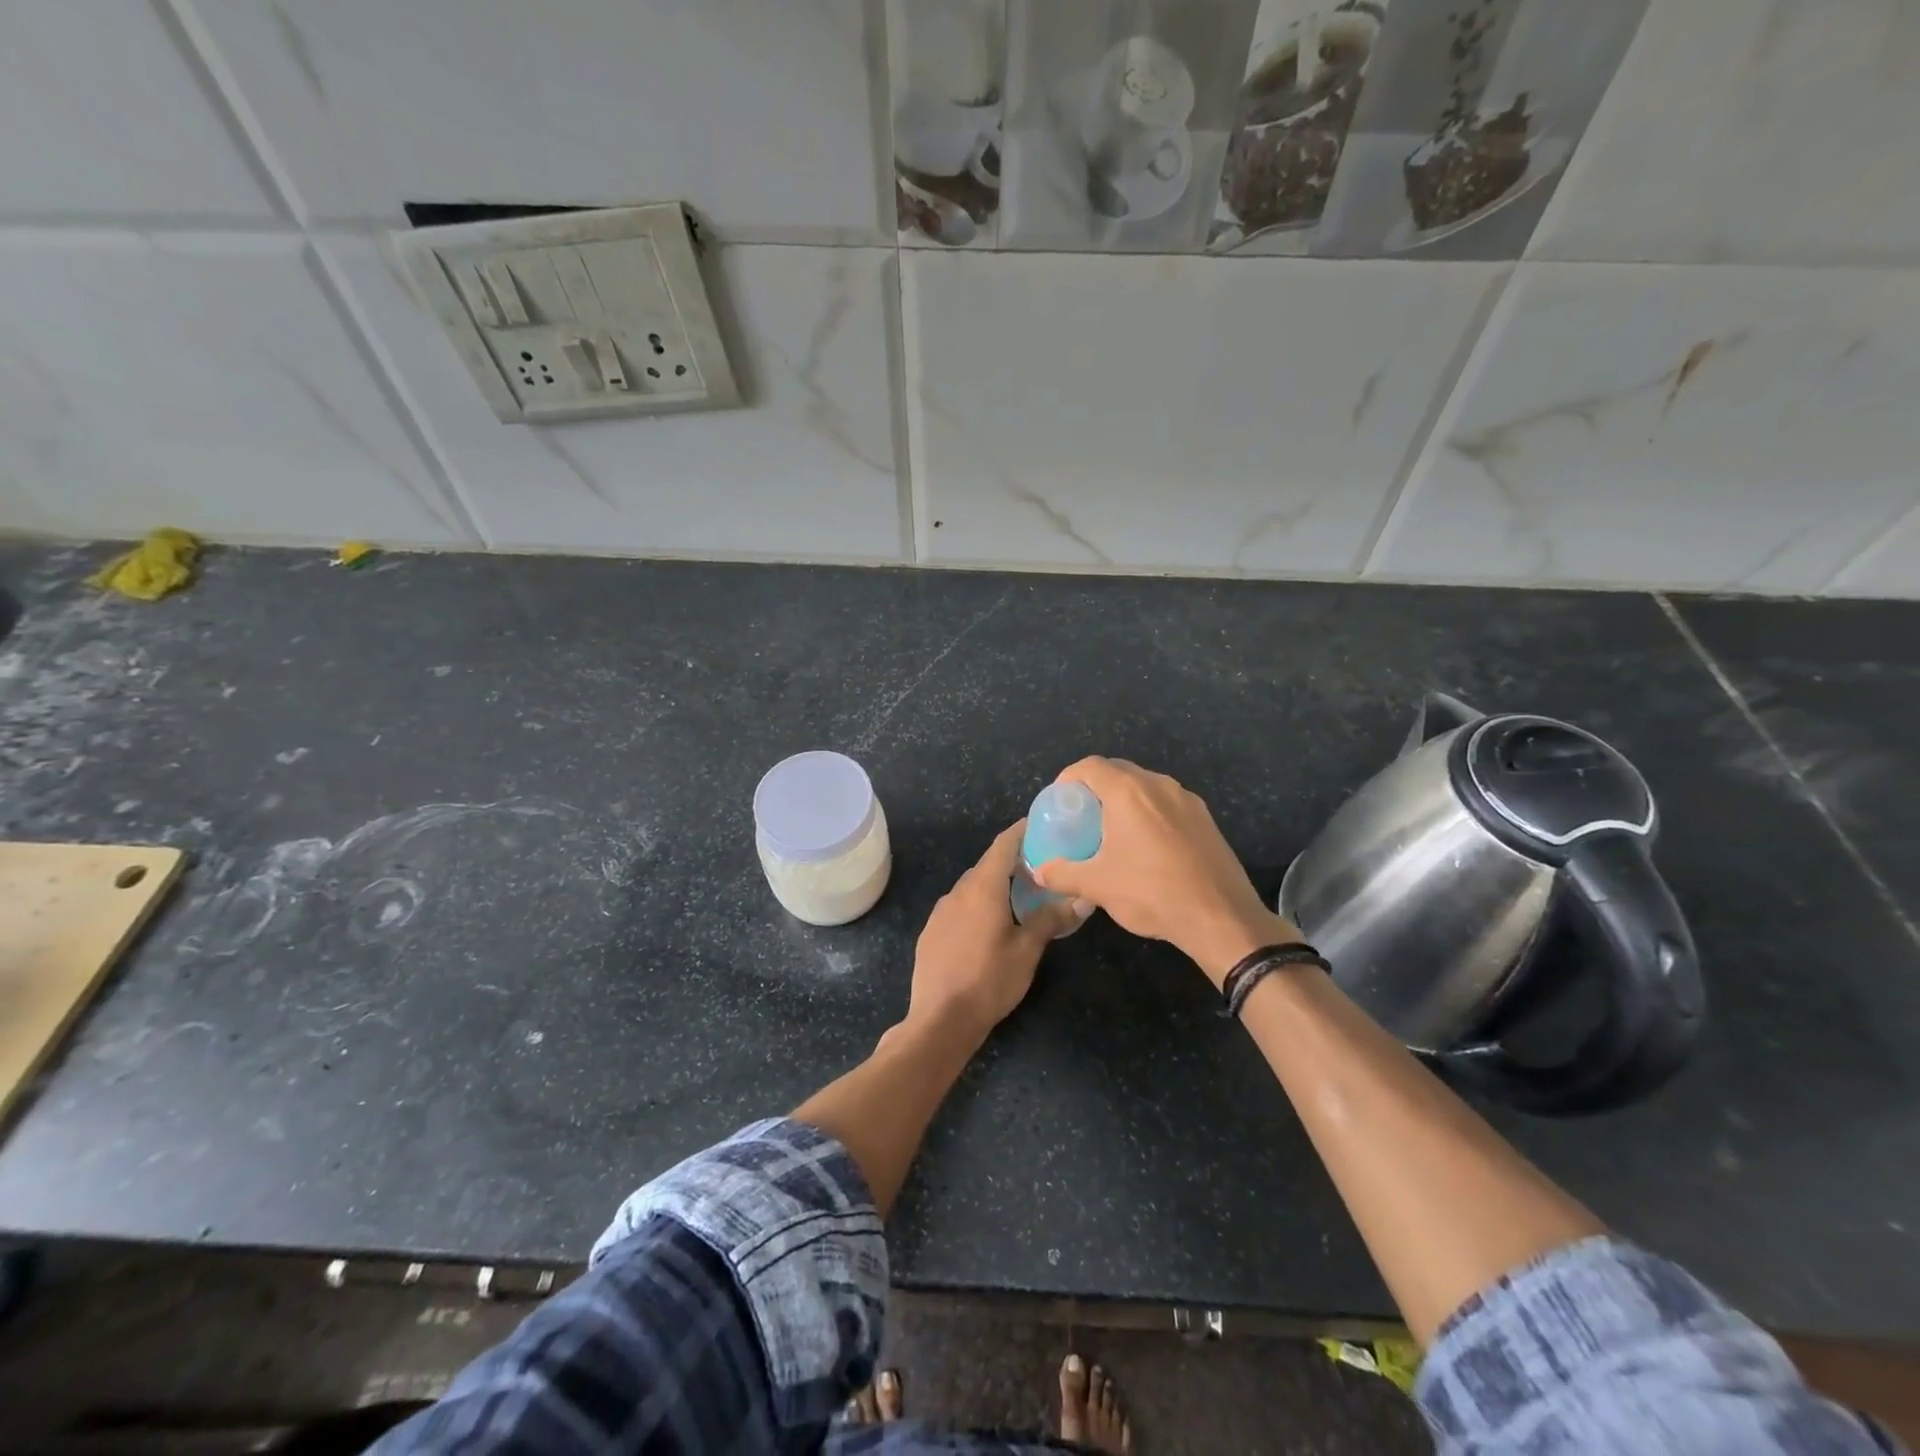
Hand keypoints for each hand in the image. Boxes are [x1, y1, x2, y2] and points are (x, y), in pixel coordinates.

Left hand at [908, 820, 1075, 1040]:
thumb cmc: (989, 980)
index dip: (1021, 830)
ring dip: (995, 885)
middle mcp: (959, 891)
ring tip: (1020, 896)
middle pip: (988, 865)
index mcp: (983, 888)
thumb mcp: (1027, 951)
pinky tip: (990, 925)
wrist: (940, 1019)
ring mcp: (941, 911)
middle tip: (1041, 866)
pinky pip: (959, 906)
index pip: (1003, 844)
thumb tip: (1082, 898)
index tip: (1040, 824)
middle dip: (1013, 861)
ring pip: (972, 887)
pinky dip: (978, 904)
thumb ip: (1051, 919)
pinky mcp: (932, 931)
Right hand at [1031, 757, 1293, 986]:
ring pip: (1146, 786)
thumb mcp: (1097, 886)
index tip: (1059, 800)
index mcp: (1128, 792)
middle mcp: (1158, 785)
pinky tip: (1147, 845)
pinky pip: (1168, 803)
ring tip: (1113, 830)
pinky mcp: (1206, 819)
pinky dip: (1150, 812)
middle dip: (1096, 786)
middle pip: (1119, 770)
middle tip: (1082, 815)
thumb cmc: (1151, 892)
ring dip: (1125, 799)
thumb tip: (1038, 871)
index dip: (1068, 777)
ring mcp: (1187, 800)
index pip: (1090, 766)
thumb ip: (1062, 874)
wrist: (1220, 917)